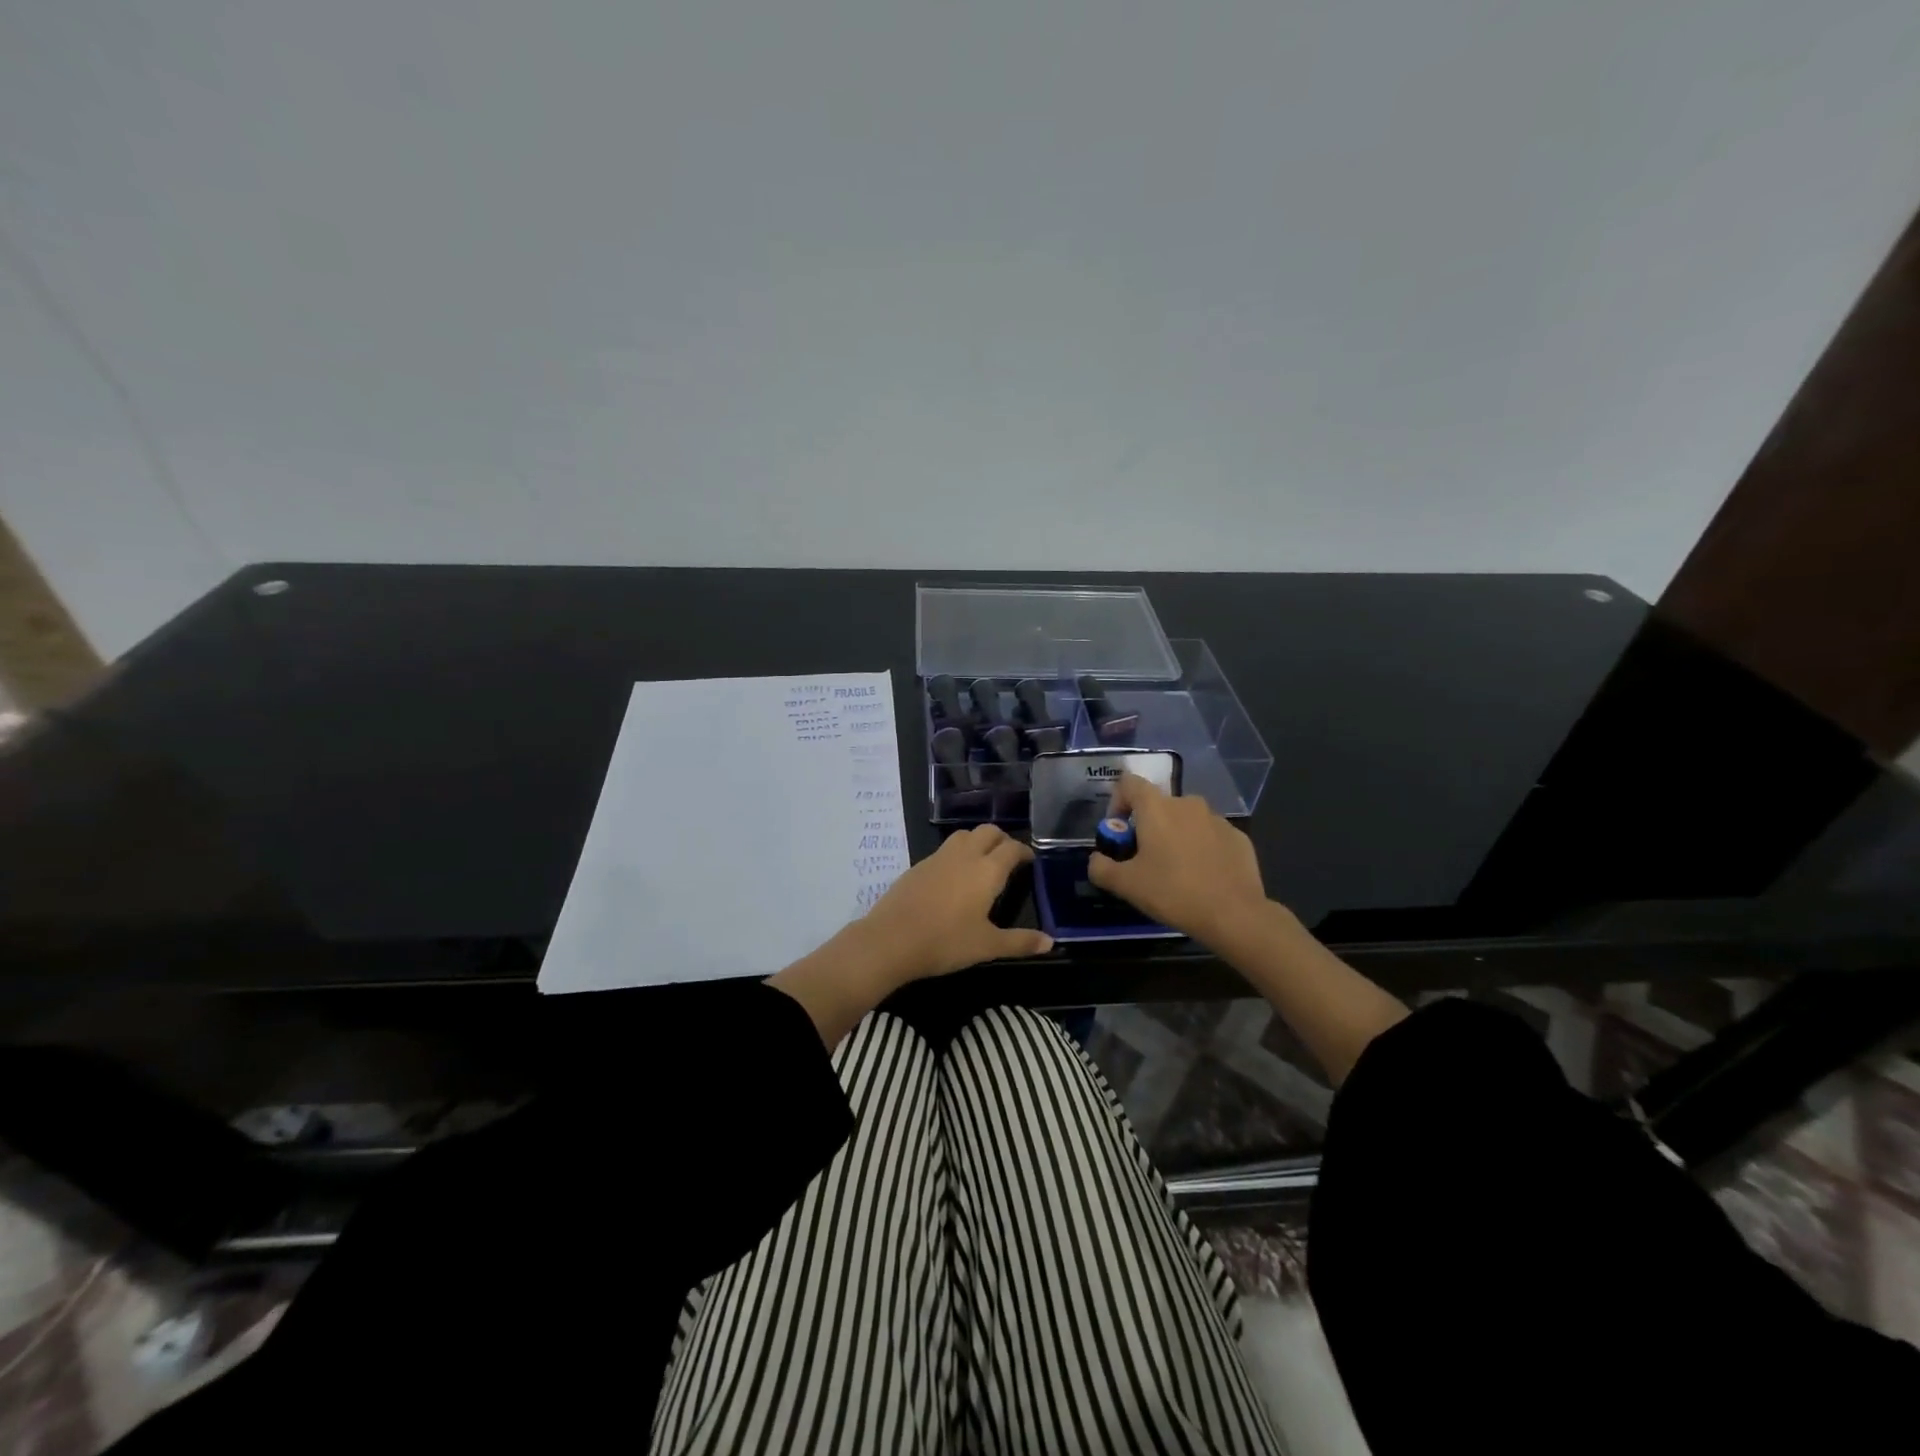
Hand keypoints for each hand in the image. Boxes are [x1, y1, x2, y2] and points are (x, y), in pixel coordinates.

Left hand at [769, 825, 1051, 1046]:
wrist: (891, 939)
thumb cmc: (946, 942)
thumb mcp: (987, 946)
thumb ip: (1020, 942)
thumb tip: (1051, 942)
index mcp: (987, 870)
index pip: (1011, 848)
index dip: (1024, 851)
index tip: (1029, 861)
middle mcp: (964, 856)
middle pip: (987, 832)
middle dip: (1001, 839)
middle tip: (1008, 857)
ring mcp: (938, 858)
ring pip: (963, 835)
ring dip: (977, 841)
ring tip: (982, 862)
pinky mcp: (918, 866)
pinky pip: (944, 850)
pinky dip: (956, 854)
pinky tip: (953, 877)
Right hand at [1087, 773, 1270, 946]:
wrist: (1234, 914)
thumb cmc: (1173, 892)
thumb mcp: (1126, 885)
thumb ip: (1101, 868)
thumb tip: (1096, 859)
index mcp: (1156, 808)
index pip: (1129, 783)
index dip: (1118, 801)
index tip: (1118, 831)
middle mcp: (1187, 803)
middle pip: (1158, 804)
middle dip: (1147, 825)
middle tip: (1144, 859)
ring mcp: (1217, 819)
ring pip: (1186, 820)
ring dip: (1175, 836)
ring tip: (1176, 870)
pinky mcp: (1238, 837)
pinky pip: (1210, 835)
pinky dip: (1201, 848)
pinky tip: (1203, 876)